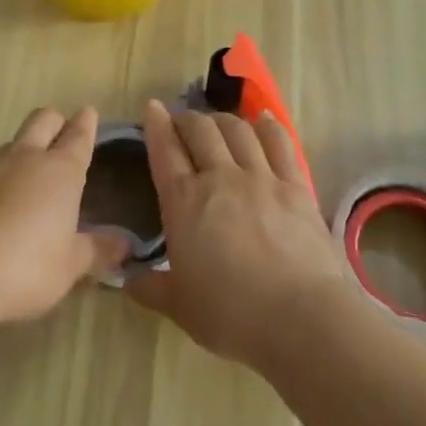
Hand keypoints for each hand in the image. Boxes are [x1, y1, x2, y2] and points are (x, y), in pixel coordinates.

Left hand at [0, 107, 130, 323]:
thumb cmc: (27, 265)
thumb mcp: (70, 265)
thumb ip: (97, 251)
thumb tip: (124, 245)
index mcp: (60, 170)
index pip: (78, 135)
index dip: (86, 123)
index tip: (88, 113)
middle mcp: (26, 158)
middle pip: (42, 119)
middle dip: (55, 121)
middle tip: (62, 133)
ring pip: (12, 143)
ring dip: (24, 151)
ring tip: (31, 178)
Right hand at [125, 99, 349, 369]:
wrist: (301, 318)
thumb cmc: (231, 314)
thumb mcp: (179, 306)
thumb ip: (149, 287)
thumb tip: (124, 279)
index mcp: (184, 202)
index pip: (165, 151)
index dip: (156, 125)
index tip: (153, 107)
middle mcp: (220, 177)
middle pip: (200, 130)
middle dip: (187, 119)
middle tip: (182, 122)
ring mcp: (261, 178)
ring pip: (237, 130)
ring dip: (222, 120)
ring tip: (217, 123)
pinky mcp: (296, 187)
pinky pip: (279, 143)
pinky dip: (267, 126)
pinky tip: (261, 120)